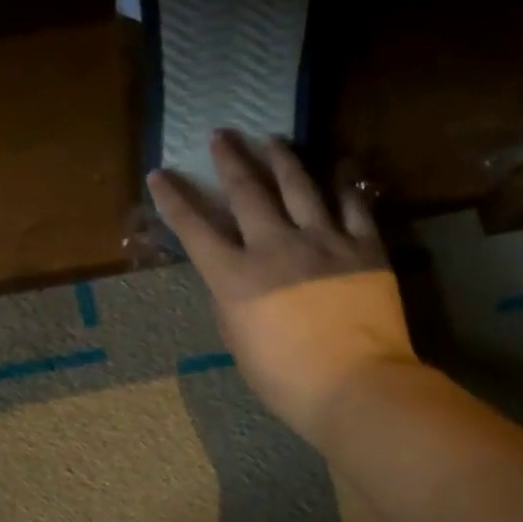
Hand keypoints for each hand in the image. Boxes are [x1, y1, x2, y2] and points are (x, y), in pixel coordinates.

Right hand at [148, 130, 420, 447]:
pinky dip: (343, 183)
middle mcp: (275, 246)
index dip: (173, 199)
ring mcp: (322, 242)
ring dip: (281, 158)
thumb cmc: (286, 379)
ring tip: (272, 139)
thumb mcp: (239, 343)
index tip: (160, 174)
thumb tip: (235, 276)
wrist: (356, 386)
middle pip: (247, 191)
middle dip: (229, 159)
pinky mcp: (363, 247)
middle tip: (221, 135)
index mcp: (236, 277)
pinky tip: (336, 166)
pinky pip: (352, 205)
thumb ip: (232, 301)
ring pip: (299, 186)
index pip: (195, 228)